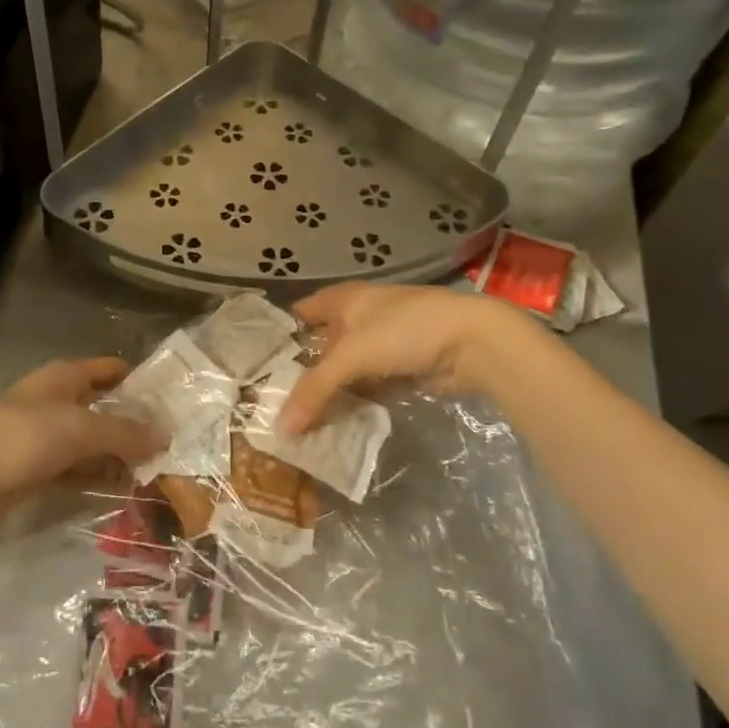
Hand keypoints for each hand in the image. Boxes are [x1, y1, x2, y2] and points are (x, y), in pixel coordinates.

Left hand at [0, 358, 161, 529]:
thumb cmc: (22, 438)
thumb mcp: (81, 429)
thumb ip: (125, 432)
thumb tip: (166, 435)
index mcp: (64, 377)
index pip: (111, 369)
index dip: (140, 380)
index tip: (173, 400)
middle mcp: (55, 401)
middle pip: (103, 407)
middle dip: (134, 424)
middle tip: (171, 444)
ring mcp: (43, 436)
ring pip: (91, 441)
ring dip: (117, 455)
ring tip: (155, 471)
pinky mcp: (34, 469)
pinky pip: (75, 468)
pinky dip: (96, 476)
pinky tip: (121, 490)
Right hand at [280, 283, 536, 431]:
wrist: (472, 342)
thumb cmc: (404, 331)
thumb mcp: (352, 356)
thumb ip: (315, 390)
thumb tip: (281, 427)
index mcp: (343, 300)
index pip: (300, 314)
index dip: (280, 337)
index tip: (256, 368)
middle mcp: (358, 318)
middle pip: (321, 347)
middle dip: (302, 374)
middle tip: (273, 406)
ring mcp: (381, 344)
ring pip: (346, 371)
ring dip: (330, 394)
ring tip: (300, 424)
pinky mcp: (401, 368)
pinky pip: (368, 388)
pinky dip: (355, 403)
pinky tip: (337, 425)